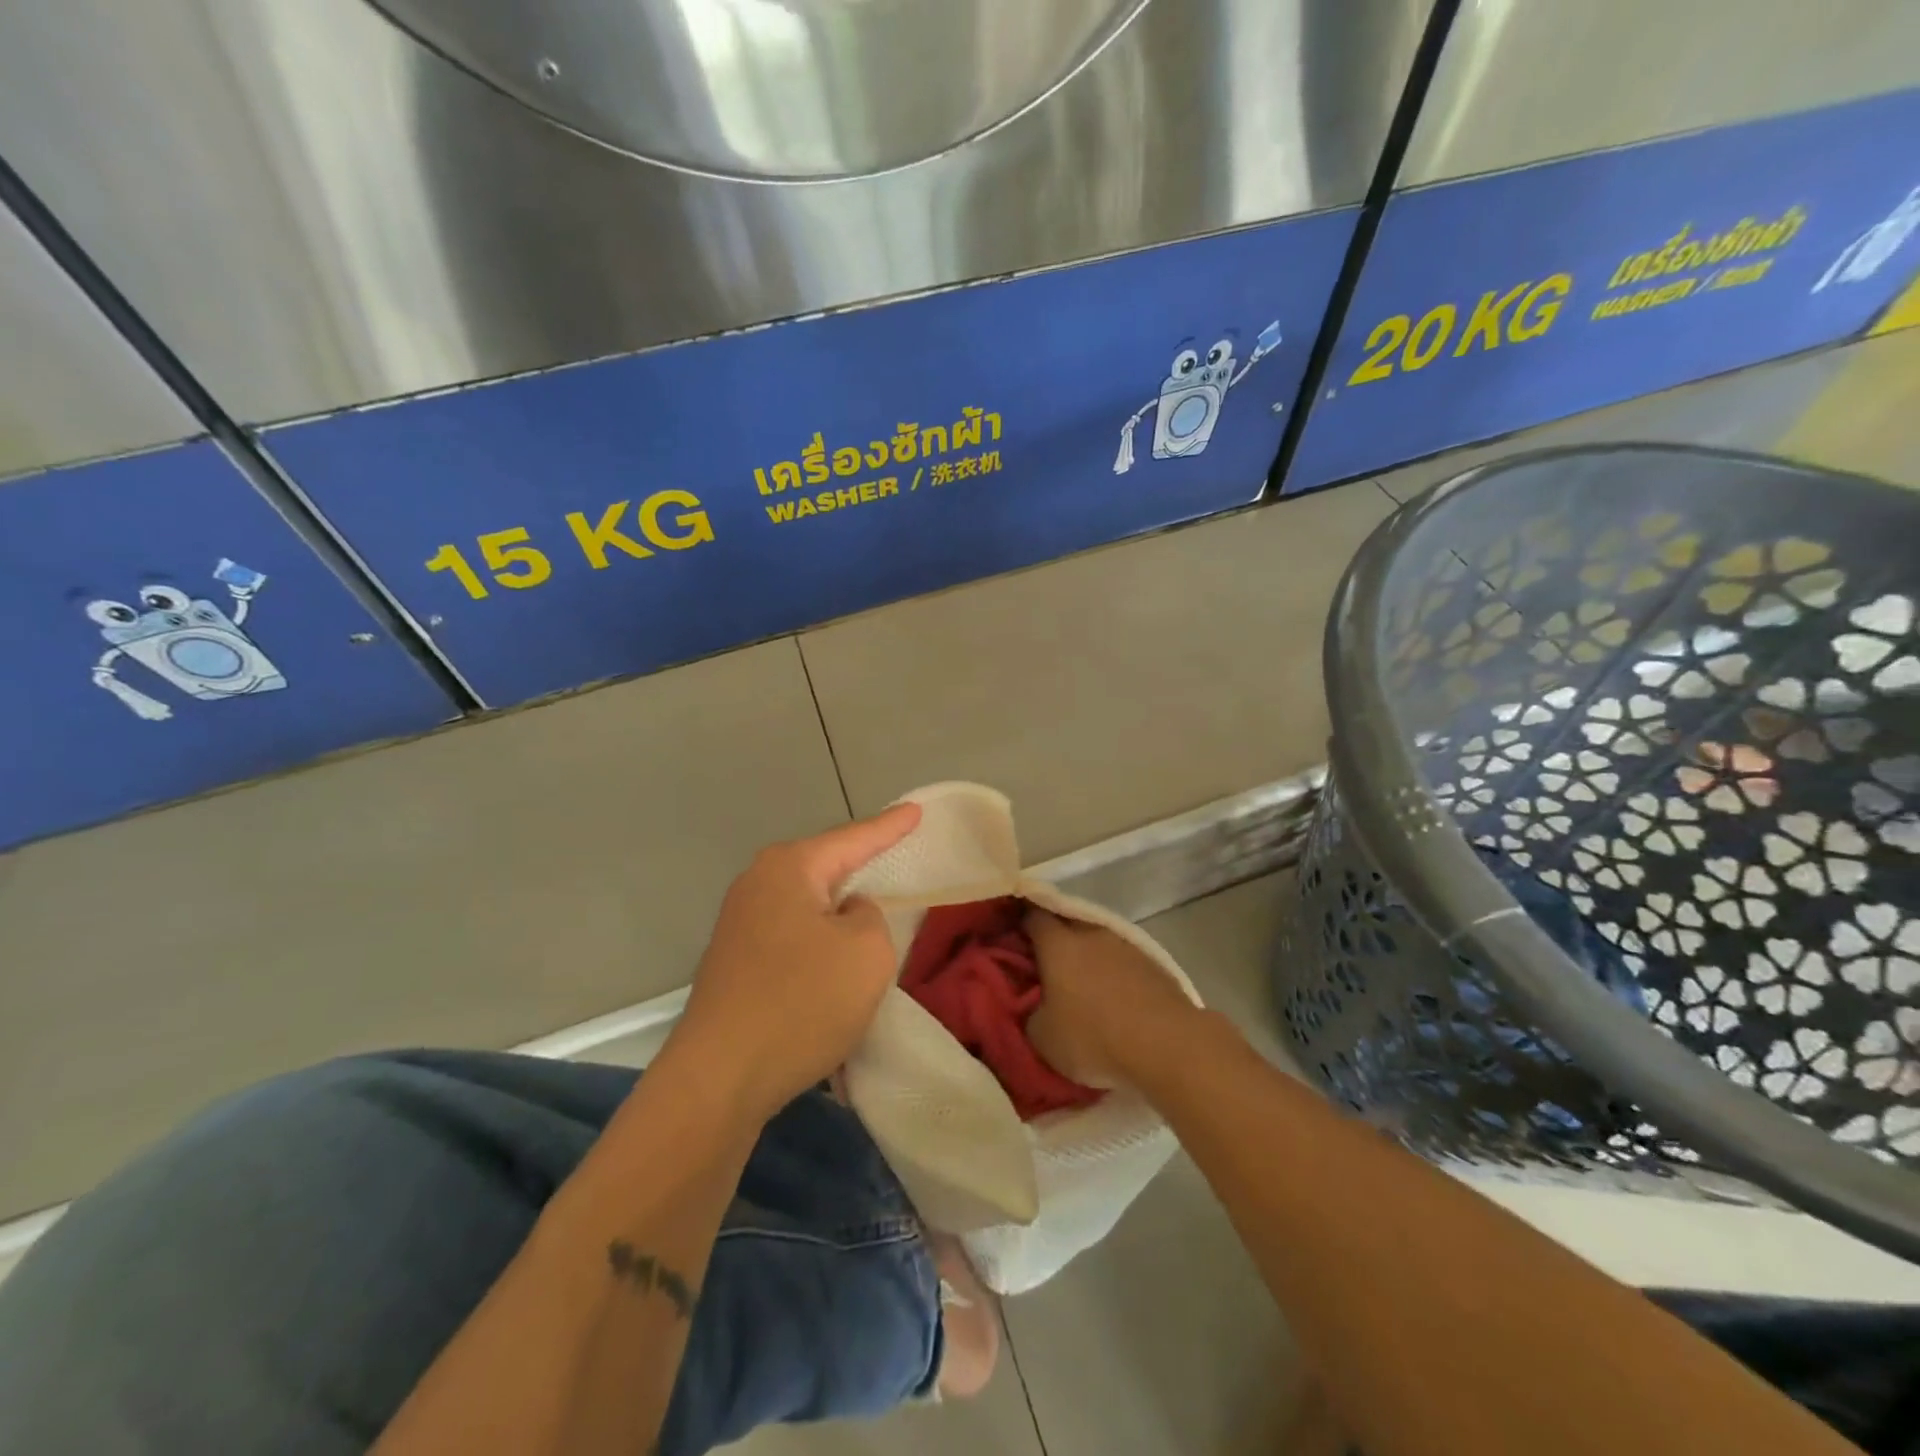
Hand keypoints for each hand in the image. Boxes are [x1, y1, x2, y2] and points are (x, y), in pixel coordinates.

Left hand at [671, 804, 920, 1119]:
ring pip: (808, 905)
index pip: (853, 838)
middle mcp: (757, 885)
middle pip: (825, 867)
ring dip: (840, 913)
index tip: (916, 810)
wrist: (717, 1079)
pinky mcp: (735, 963)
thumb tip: (847, 914)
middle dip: (861, 864)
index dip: (890, 826)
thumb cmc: (800, 1003)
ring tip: (874, 909)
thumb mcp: (866, 952)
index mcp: (789, 869)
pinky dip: (820, 943)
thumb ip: (871, 917)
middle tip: (897, 855)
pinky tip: (835, 961)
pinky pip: (793, 936)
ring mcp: (740, 925)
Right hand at [1023, 909, 1198, 1090]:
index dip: (1021, 924)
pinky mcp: (1154, 964)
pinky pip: (1123, 961)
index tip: (1014, 938)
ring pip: (1098, 942)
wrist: (1167, 1045)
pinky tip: (1116, 997)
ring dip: (1089, 957)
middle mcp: (1091, 934)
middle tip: (1046, 965)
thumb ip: (1031, 1015)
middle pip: (1067, 924)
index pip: (1033, 917)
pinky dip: (1115, 973)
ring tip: (1084, 985)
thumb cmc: (1093, 1037)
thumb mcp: (1043, 1039)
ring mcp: (1126, 946)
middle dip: (1055, 940)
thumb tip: (1036, 1008)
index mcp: (1058, 944)